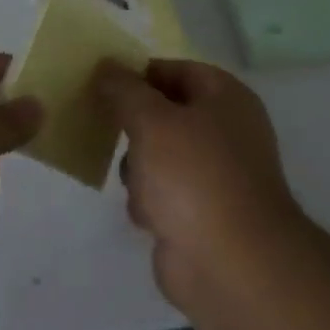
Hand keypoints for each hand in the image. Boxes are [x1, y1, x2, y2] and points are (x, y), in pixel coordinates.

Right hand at [92, 59, 306, 305]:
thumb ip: (125, 91)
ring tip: (137, 183)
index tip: (100, 86)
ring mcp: (215, 174)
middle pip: (164, 114)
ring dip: (138, 169)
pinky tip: (148, 216)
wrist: (230, 263)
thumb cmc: (193, 176)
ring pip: (158, 155)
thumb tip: (107, 66)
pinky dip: (150, 202)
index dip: (138, 75)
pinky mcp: (202, 212)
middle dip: (134, 127)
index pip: (175, 70)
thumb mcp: (151, 121)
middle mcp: (225, 130)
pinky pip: (163, 193)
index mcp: (225, 97)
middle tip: (104, 130)